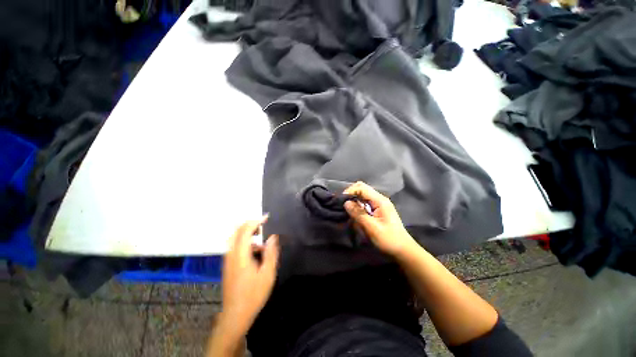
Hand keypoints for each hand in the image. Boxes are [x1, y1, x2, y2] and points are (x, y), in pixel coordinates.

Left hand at [219, 216, 278, 336]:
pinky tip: (255, 253)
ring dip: (247, 234)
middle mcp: (231, 255)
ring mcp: (227, 260)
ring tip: (261, 241)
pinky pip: (234, 247)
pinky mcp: (228, 266)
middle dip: (250, 224)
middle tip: (263, 225)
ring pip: (234, 238)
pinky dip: (244, 242)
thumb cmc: (253, 294)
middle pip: (237, 231)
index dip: (255, 221)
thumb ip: (271, 253)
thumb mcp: (267, 273)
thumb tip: (273, 237)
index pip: (245, 230)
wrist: (235, 315)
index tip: (266, 217)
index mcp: (240, 255)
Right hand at [344, 181, 416, 256]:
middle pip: (362, 189)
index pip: (362, 188)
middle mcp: (379, 199)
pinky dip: (358, 206)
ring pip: (363, 196)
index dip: (350, 191)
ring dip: (354, 200)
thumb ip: (358, 214)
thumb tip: (346, 203)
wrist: (403, 250)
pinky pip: (365, 203)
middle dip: (351, 194)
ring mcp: (379, 204)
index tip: (341, 201)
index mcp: (380, 201)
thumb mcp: (372, 227)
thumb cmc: (388, 239)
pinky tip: (355, 214)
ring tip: (347, 209)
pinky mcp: (377, 210)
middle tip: (343, 204)